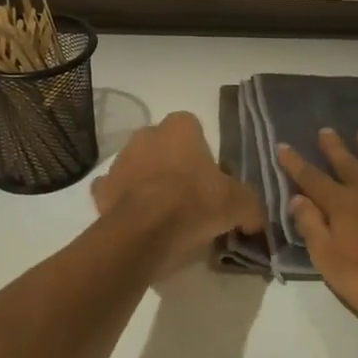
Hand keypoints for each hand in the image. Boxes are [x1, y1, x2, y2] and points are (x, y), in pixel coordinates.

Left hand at [93, 111, 265, 267]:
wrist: (146, 230)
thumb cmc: (195, 203)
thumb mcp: (239, 203)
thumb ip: (251, 206)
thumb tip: (256, 219)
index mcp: (179, 127)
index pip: (192, 127)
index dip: (202, 151)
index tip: (210, 176)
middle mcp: (146, 135)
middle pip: (163, 145)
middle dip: (173, 163)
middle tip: (189, 196)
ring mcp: (120, 161)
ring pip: (138, 166)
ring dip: (147, 181)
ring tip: (164, 213)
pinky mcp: (102, 189)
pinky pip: (114, 190)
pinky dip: (123, 201)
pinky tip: (137, 220)